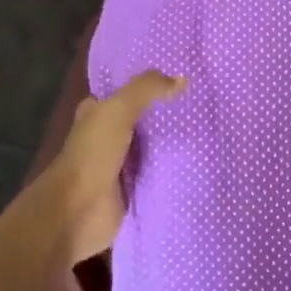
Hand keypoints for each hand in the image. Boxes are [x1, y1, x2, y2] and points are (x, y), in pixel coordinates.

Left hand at [33, 70, 186, 265]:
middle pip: (143, 122)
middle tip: (205, 104)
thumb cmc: (92, 155)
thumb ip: (147, 90)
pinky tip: (203, 162)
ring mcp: (121, 167)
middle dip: (168, 116)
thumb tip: (183, 79)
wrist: (77, 212)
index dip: (148, 86)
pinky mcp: (134, 191)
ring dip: (175, 145)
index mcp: (97, 115)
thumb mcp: (118, 110)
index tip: (181, 78)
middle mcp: (108, 138)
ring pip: (154, 149)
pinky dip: (177, 172)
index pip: (124, 94)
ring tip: (212, 131)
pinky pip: (160, 176)